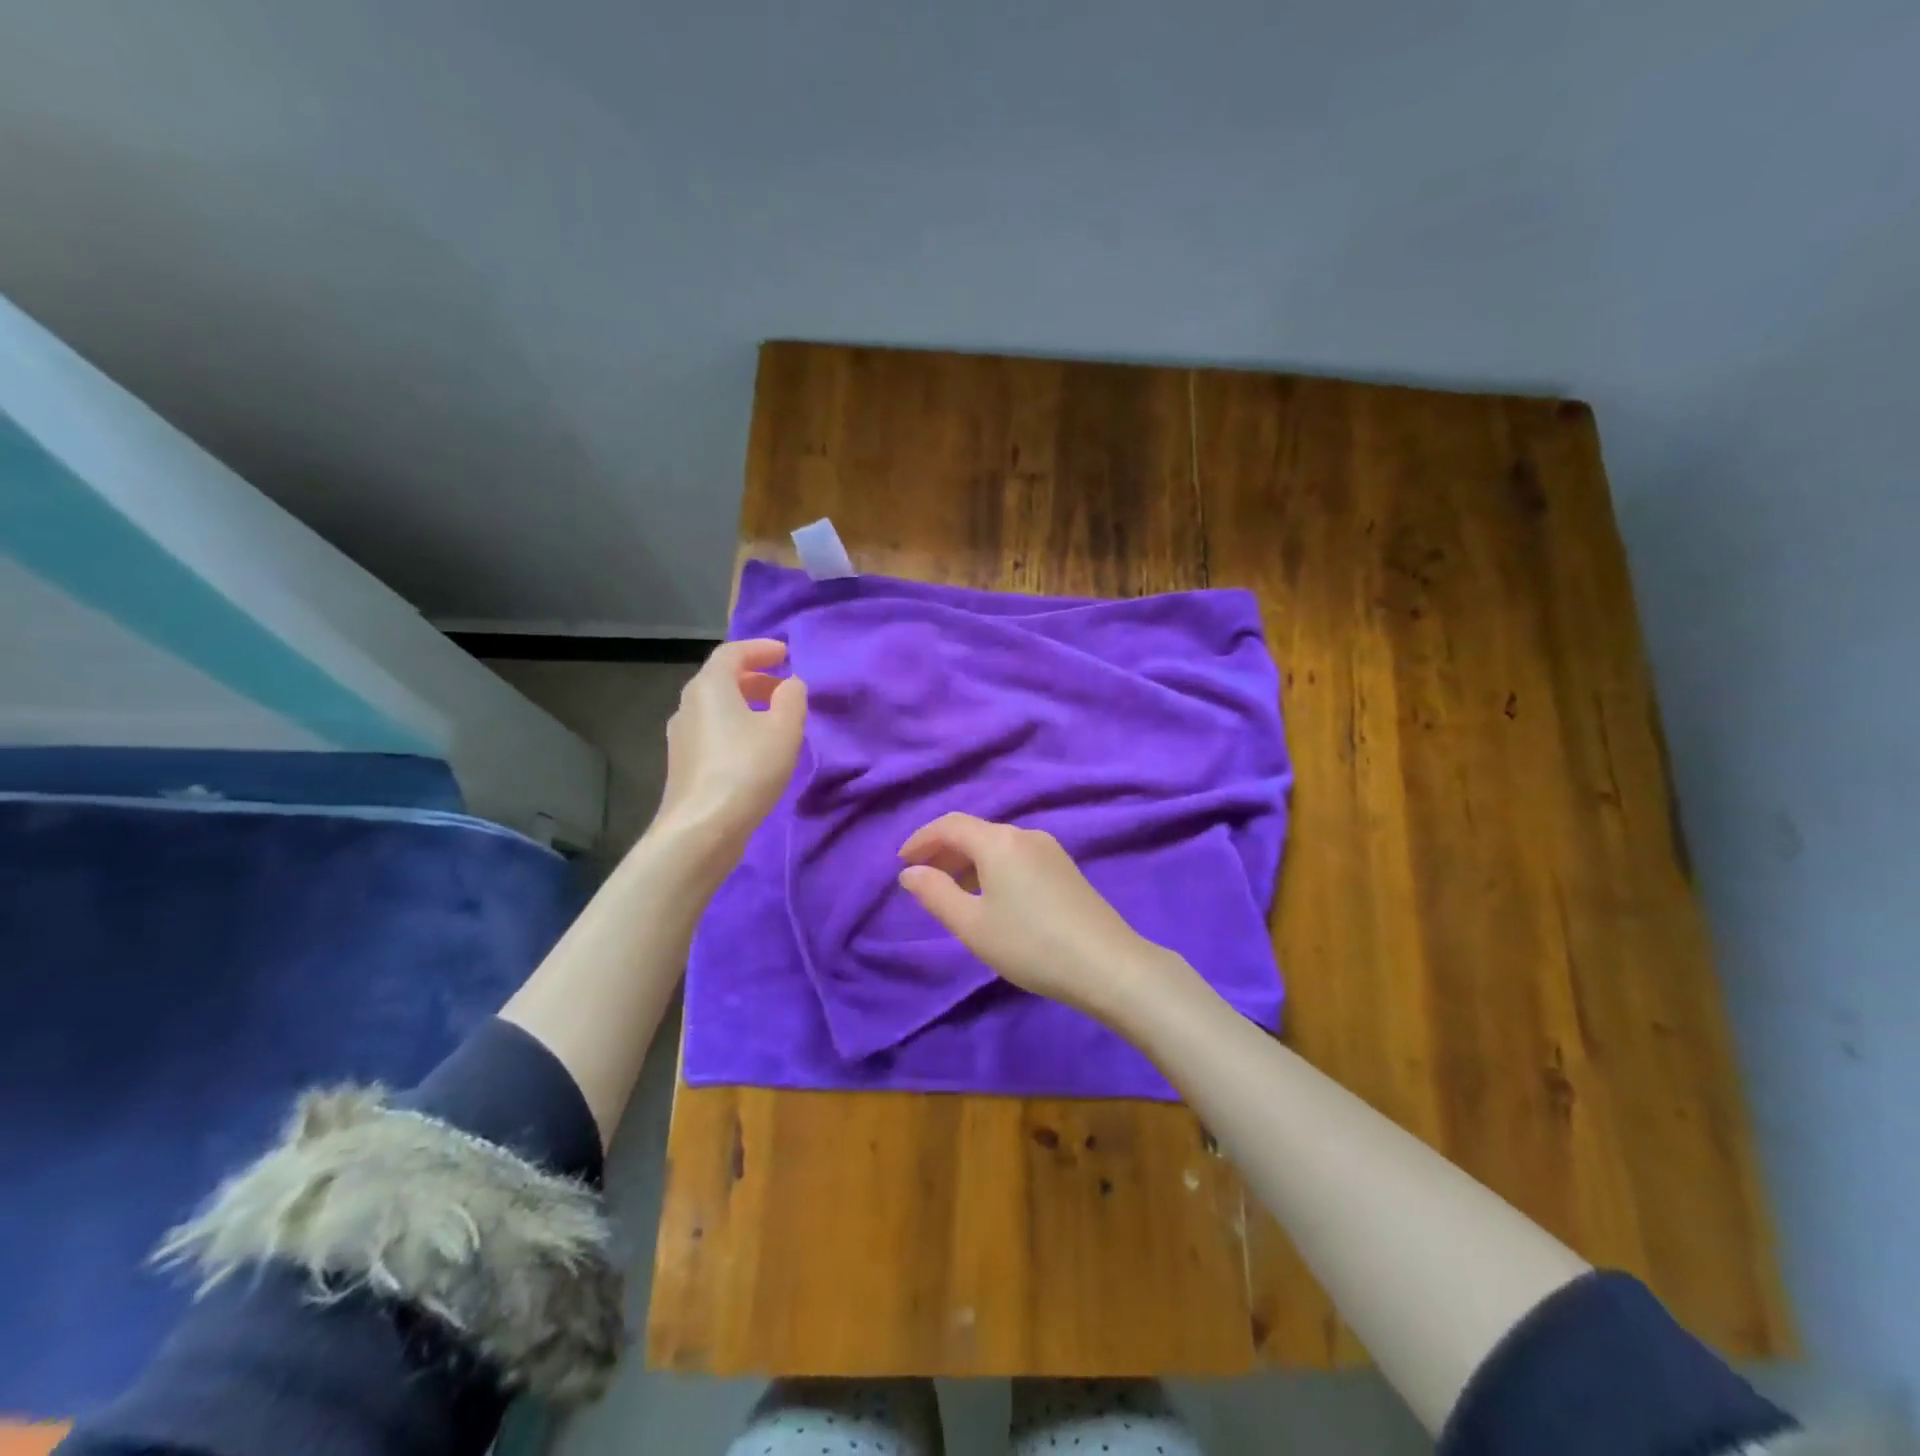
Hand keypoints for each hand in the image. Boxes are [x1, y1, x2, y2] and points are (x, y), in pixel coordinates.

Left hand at [655, 639, 807, 853]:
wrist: (702, 828)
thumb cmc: (747, 769)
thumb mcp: (784, 728)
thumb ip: (792, 698)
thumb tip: (790, 685)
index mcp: (710, 686)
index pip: (732, 652)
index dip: (760, 649)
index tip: (785, 653)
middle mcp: (688, 705)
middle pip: (721, 679)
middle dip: (755, 677)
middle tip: (784, 687)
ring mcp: (681, 736)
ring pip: (716, 707)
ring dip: (745, 704)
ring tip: (774, 720)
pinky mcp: (683, 764)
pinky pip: (712, 731)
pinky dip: (735, 726)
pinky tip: (755, 749)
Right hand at [897, 812, 1184, 1021]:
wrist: (1107, 965)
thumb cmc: (1030, 945)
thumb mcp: (972, 925)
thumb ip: (935, 894)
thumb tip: (910, 873)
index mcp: (998, 841)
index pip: (950, 825)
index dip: (921, 839)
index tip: (902, 862)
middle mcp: (1024, 834)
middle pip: (975, 832)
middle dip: (944, 851)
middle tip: (922, 879)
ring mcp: (1050, 849)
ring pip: (997, 845)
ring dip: (969, 862)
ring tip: (953, 893)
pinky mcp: (1065, 868)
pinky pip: (1016, 856)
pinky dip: (993, 868)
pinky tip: (991, 898)